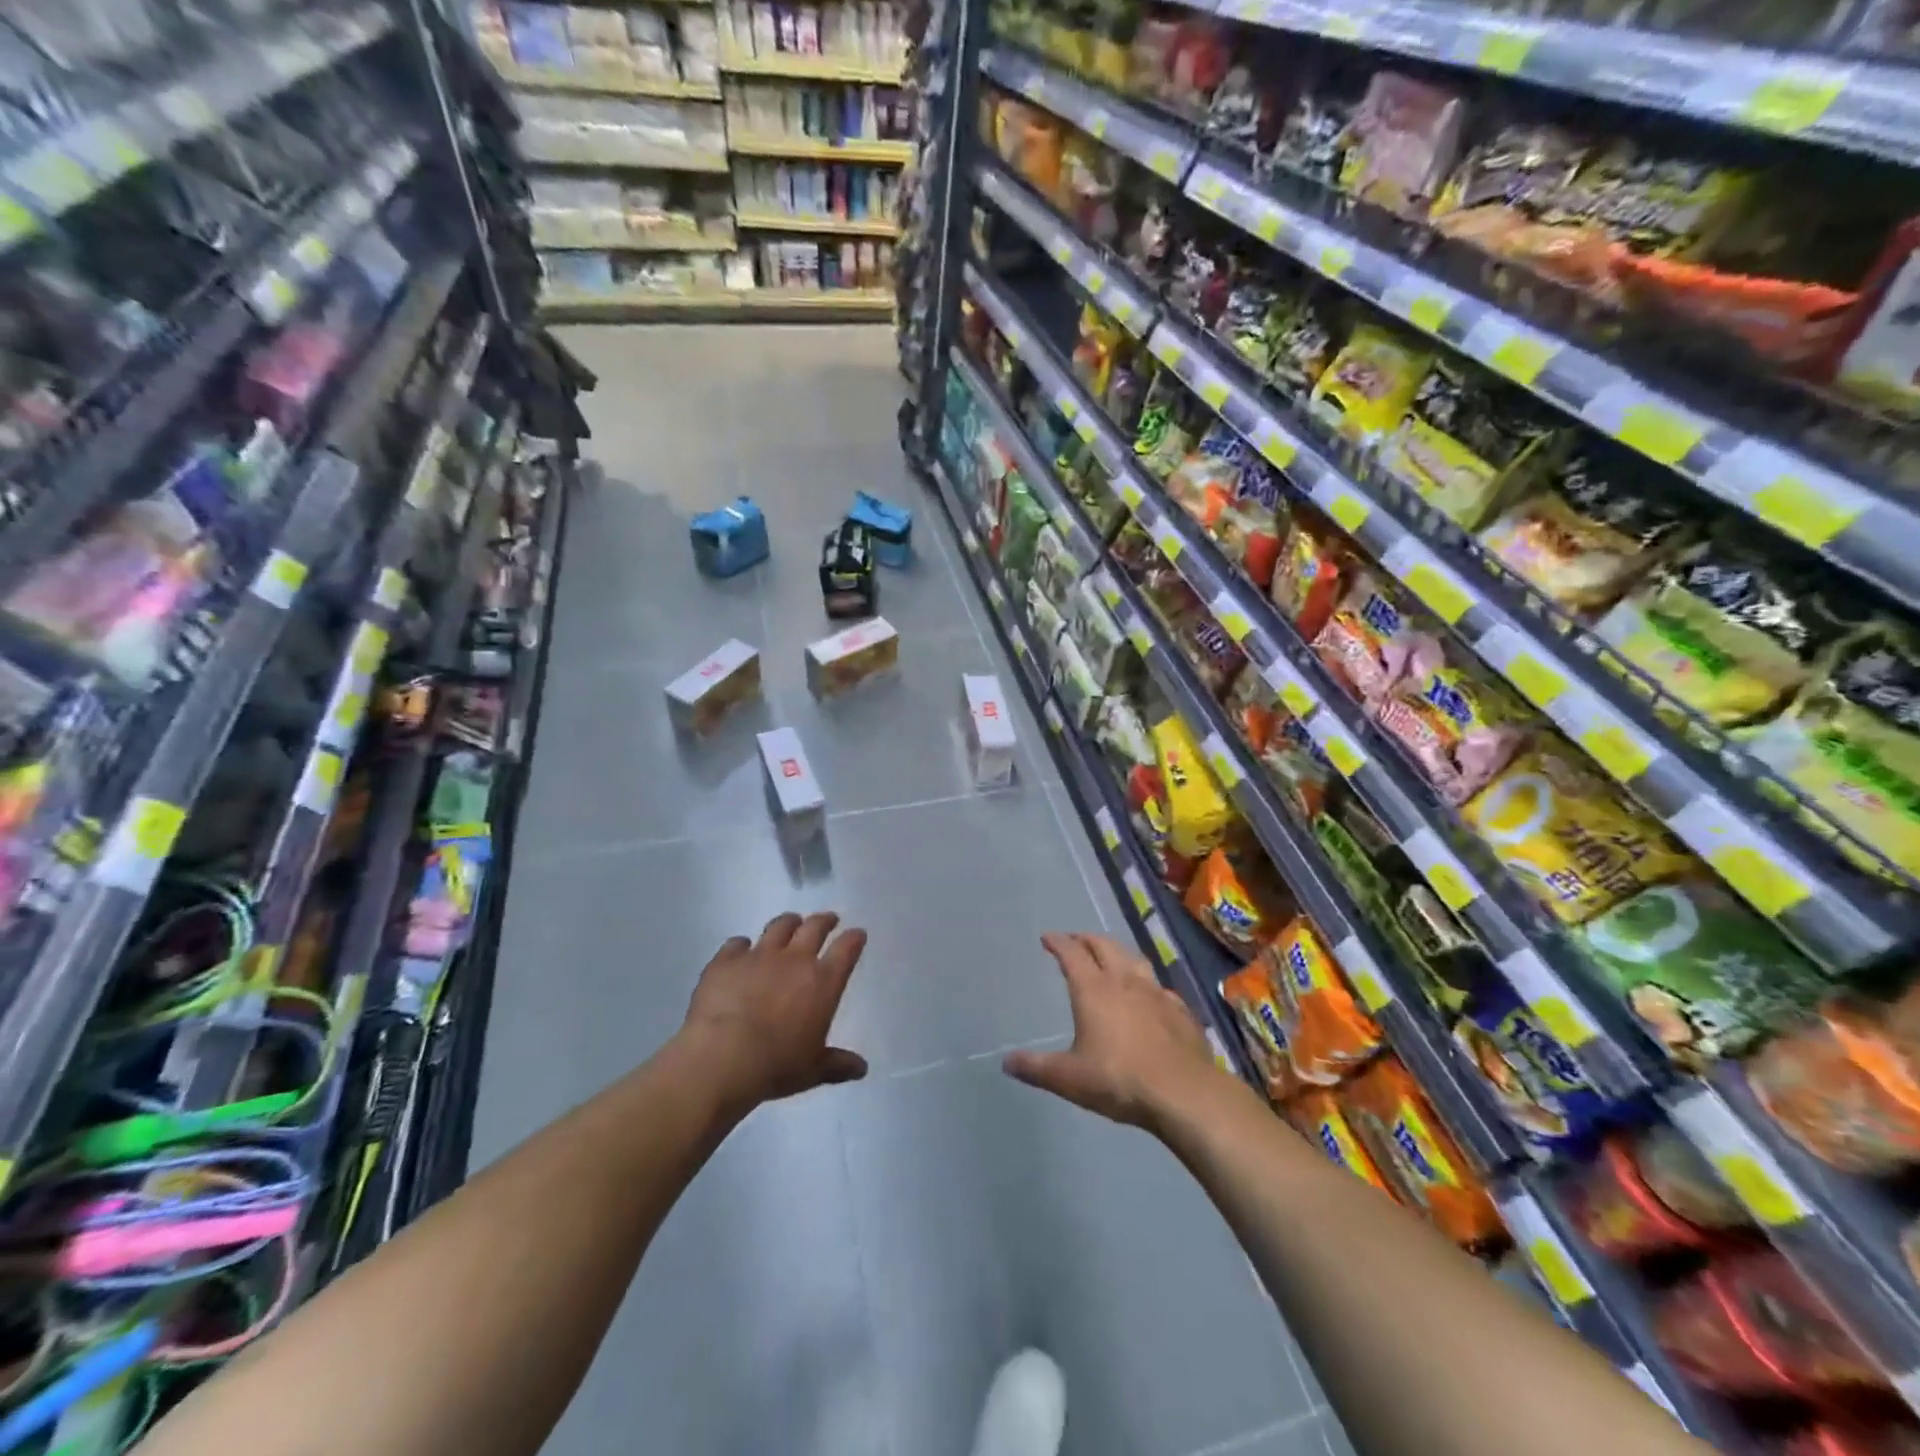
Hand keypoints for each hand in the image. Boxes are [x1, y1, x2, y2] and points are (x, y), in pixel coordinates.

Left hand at [681, 912, 868, 1109]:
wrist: (722, 1057)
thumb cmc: (776, 1065)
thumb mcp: (812, 1070)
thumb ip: (837, 1065)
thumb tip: (861, 1068)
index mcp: (823, 982)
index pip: (846, 949)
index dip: (854, 939)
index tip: (857, 934)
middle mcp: (795, 960)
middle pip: (814, 928)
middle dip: (824, 921)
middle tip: (828, 919)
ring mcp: (759, 955)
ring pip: (779, 927)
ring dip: (788, 923)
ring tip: (791, 922)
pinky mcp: (726, 960)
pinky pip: (736, 944)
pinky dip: (741, 945)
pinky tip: (740, 949)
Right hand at [1003, 932, 1225, 1130]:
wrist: (1184, 1092)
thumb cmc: (1119, 1080)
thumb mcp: (1069, 1078)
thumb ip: (1037, 1068)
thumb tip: (1006, 1062)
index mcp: (1093, 990)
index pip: (1072, 954)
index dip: (1058, 943)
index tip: (1048, 938)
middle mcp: (1124, 981)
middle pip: (1104, 946)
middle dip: (1087, 939)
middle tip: (1076, 940)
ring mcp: (1156, 993)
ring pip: (1134, 959)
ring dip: (1118, 952)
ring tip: (1111, 956)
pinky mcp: (1180, 1010)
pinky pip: (1160, 987)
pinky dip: (1147, 983)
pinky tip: (1150, 995)